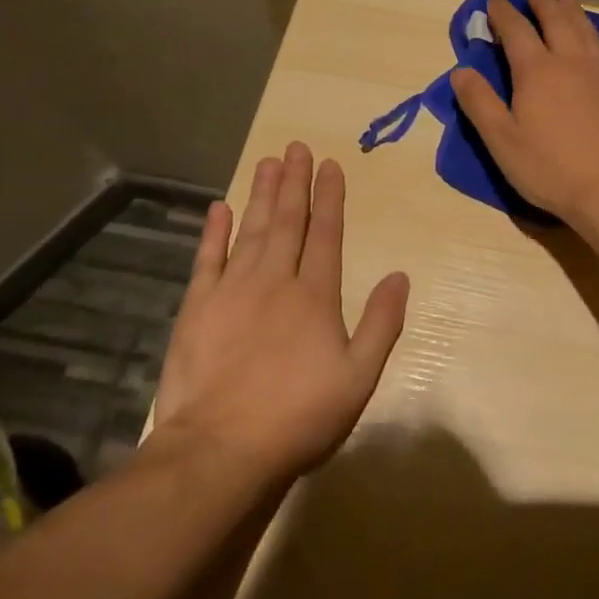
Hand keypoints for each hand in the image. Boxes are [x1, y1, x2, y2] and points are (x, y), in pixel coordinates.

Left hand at [151, 143, 408, 480]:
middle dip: (294, 182)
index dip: (330, 198)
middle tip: (296, 147)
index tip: (330, 165)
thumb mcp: (359, 377)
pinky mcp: (197, 308)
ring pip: (251, 230)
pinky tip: (220, 208)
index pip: (326, 233)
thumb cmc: (299, 417)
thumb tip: (401, 275)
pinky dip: (214, 232)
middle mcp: (275, 280)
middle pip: (288, 221)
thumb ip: (381, 323)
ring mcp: (232, 290)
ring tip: (268, 162)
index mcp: (315, 295)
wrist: (220, 450)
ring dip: (261, 195)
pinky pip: (207, 259)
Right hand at [450, 0, 598, 225]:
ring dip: (571, 12)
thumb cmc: (552, 168)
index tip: (494, 0)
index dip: (503, 12)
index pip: (516, 29)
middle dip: (541, 2)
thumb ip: (480, 103)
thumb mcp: (502, 141)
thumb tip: (460, 70)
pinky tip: (597, 48)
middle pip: (556, 19)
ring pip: (586, 29)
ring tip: (565, 3)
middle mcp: (571, 60)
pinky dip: (596, 40)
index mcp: (537, 70)